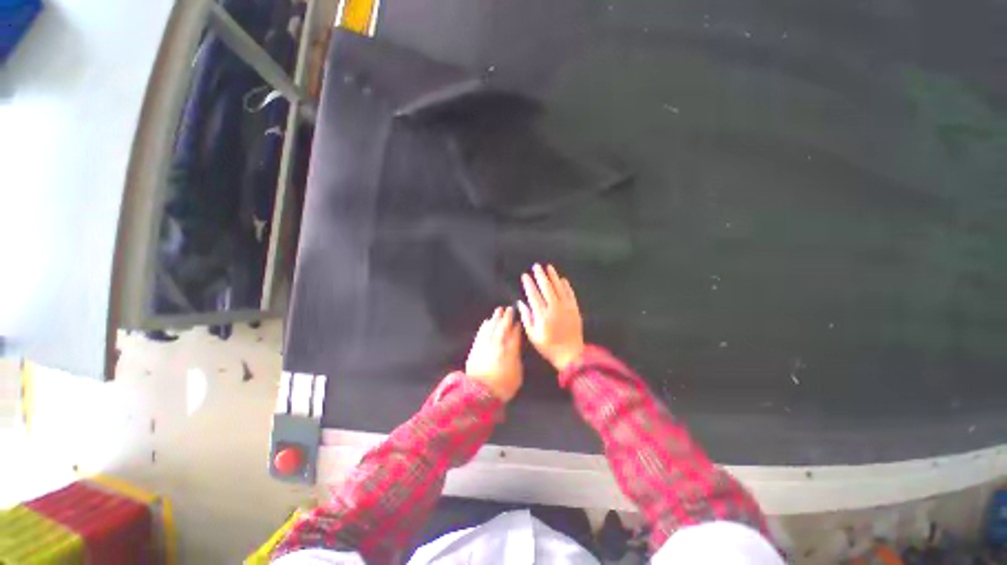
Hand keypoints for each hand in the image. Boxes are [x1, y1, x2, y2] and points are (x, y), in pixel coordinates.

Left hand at [465, 306, 522, 401]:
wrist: (480, 393)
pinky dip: (484, 327)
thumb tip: (515, 349)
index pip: (514, 334)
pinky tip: (486, 322)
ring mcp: (485, 345)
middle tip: (509, 309)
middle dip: (506, 317)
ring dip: (495, 318)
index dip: (516, 327)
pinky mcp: (476, 348)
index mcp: (510, 350)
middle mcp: (498, 344)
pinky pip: (481, 334)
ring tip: (498, 311)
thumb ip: (516, 358)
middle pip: (503, 327)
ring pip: (491, 327)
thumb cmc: (503, 387)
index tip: (518, 321)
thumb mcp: (517, 375)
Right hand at [517, 264, 584, 371]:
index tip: (525, 275)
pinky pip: (570, 294)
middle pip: (547, 288)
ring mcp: (567, 308)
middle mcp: (555, 309)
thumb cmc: (549, 347)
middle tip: (536, 266)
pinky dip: (566, 286)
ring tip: (549, 267)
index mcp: (543, 316)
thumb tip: (521, 303)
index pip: (534, 295)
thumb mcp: (533, 336)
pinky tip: (562, 279)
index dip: (529, 284)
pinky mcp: (575, 309)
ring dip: (553, 276)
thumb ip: (527, 318)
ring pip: (559, 288)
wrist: (571, 355)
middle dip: (540, 276)